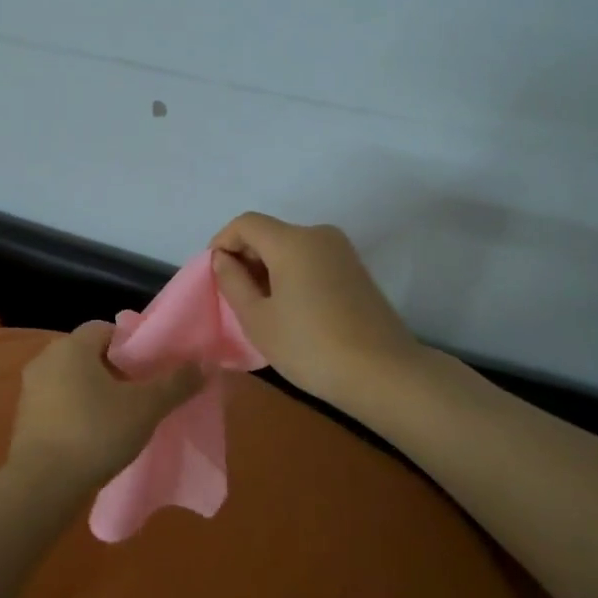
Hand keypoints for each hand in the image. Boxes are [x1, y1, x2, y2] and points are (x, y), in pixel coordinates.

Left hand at [9, 322, 204, 490]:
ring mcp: (30, 388)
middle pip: (89, 354)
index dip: (132, 345)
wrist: (42, 485)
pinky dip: (77, 411)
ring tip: (121, 416)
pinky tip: (95, 435)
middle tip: (141, 392)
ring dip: (95, 391)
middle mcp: (46, 358)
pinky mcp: (24, 417)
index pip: (106, 329)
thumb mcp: (145, 408)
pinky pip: (58, 402)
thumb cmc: (95, 433)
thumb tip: (205, 363)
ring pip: (72, 379)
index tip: (151, 368)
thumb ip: (176, 384)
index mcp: (72, 346)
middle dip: (115, 369)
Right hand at [209, 213, 420, 406]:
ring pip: (291, 247)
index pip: (245, 223)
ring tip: (260, 306)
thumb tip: (223, 259)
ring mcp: (341, 251)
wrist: (384, 374)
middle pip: (269, 233)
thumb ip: (233, 282)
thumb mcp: (258, 319)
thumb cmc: (310, 346)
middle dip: (245, 256)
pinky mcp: (356, 270)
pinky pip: (311, 259)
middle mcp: (318, 234)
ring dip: (268, 267)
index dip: (223, 242)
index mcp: (292, 241)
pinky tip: (290, 308)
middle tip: (233, 295)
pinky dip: (292, 274)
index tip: (213, 274)